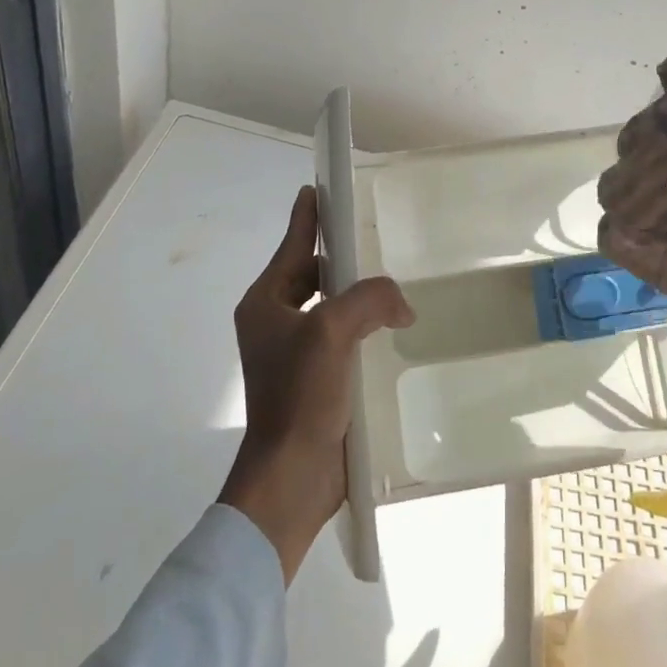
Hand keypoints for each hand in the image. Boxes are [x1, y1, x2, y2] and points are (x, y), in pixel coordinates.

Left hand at [219, 186, 412, 581]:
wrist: (291, 478)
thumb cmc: (300, 396)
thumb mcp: (333, 332)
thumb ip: (370, 299)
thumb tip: (400, 303)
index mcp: (266, 302)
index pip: (292, 244)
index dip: (308, 215)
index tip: (320, 187)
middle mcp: (275, 321)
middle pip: (312, 272)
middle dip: (341, 257)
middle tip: (376, 239)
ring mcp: (294, 352)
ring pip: (330, 306)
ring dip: (357, 295)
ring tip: (392, 283)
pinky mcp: (315, 378)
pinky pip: (342, 337)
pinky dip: (364, 327)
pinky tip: (392, 329)